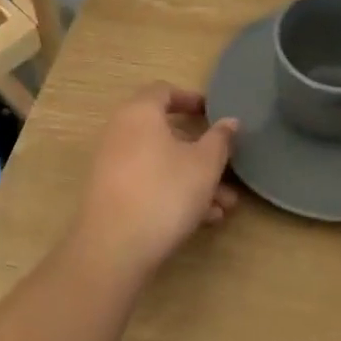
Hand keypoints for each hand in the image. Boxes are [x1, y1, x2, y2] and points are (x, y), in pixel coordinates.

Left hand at [70, 82, 239, 282]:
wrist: (112, 249)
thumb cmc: (164, 192)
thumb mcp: (204, 165)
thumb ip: (220, 139)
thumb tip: (230, 121)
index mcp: (140, 113)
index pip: (164, 90)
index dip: (190, 98)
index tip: (213, 113)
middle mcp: (120, 132)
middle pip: (165, 132)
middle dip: (201, 152)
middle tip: (226, 166)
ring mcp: (112, 165)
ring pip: (161, 163)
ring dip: (193, 178)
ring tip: (225, 204)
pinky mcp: (110, 195)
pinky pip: (148, 183)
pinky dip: (173, 193)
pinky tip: (203, 219)